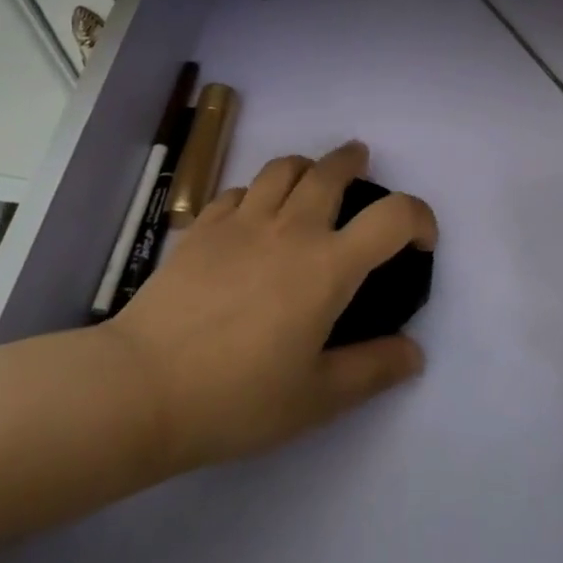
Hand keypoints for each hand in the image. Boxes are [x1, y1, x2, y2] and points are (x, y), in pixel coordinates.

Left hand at [107, 142, 435, 476]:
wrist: (142, 388)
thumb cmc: (237, 398)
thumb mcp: (316, 399)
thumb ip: (372, 370)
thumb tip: (415, 353)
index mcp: (329, 265)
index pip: (393, 216)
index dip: (419, 217)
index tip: (420, 240)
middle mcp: (292, 228)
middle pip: (333, 169)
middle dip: (355, 162)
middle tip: (362, 170)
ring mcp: (244, 220)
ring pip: (285, 167)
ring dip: (308, 166)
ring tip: (311, 181)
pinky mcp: (204, 227)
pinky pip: (240, 189)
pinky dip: (258, 191)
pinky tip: (253, 213)